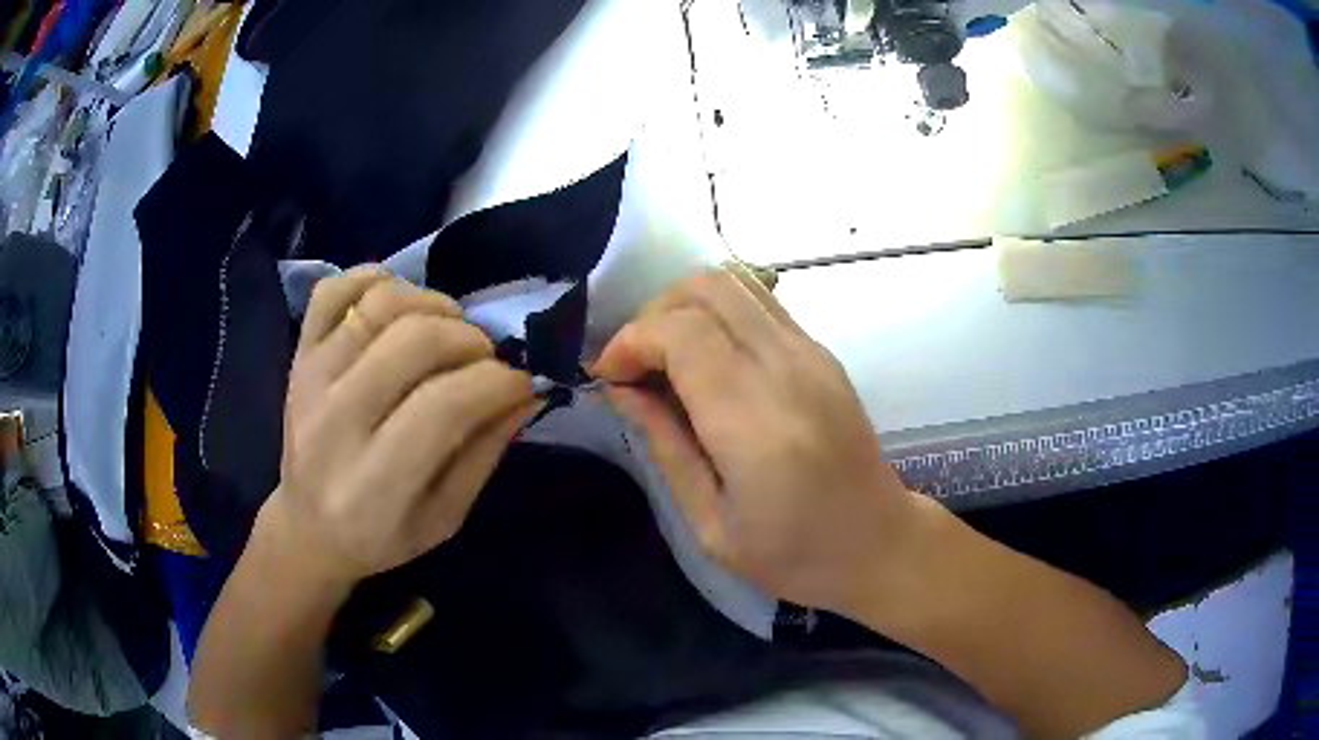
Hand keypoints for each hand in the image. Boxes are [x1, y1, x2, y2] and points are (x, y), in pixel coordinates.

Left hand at [263, 269, 538, 592]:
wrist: (306, 528)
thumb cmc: (381, 536)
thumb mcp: (445, 517)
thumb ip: (486, 452)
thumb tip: (529, 388)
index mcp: (373, 484)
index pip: (445, 405)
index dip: (499, 382)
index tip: (522, 381)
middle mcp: (334, 422)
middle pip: (415, 340)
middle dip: (471, 340)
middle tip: (486, 359)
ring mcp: (310, 378)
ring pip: (380, 303)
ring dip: (433, 304)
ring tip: (449, 330)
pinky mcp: (297, 353)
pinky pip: (334, 289)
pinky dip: (374, 279)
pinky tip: (400, 304)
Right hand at [593, 267, 920, 615]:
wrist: (878, 543)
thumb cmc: (793, 555)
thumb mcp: (709, 522)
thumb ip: (665, 443)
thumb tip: (622, 387)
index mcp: (755, 422)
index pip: (680, 332)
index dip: (630, 341)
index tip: (608, 376)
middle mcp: (787, 369)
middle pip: (707, 288)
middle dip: (653, 314)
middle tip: (635, 366)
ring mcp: (812, 353)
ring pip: (735, 283)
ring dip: (685, 307)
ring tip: (665, 359)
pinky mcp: (823, 352)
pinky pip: (759, 304)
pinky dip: (717, 314)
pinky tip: (707, 361)